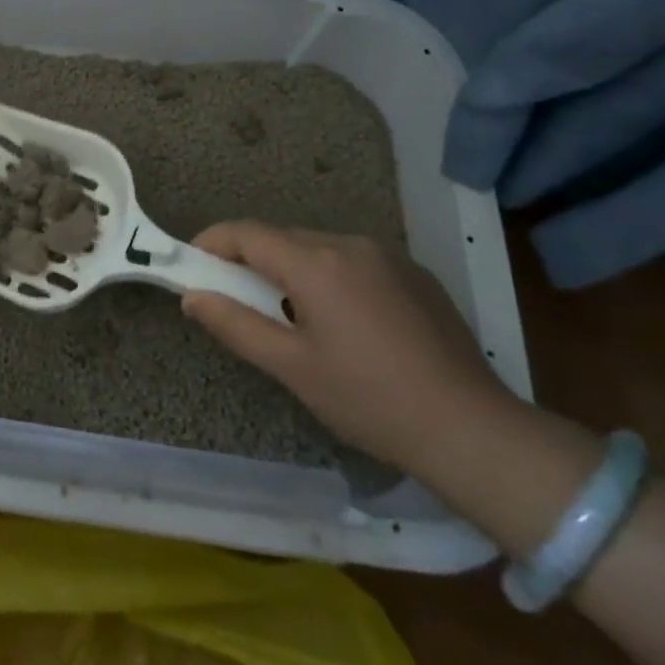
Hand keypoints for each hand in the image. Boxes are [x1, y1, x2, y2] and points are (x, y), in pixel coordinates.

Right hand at [181, 221, 509, 476]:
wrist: (473, 430)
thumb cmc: (370, 400)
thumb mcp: (291, 368)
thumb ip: (234, 325)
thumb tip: (192, 296)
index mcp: (316, 263)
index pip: (247, 233)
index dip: (212, 242)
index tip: (191, 264)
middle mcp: (350, 244)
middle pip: (282, 238)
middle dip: (251, 260)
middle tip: (236, 299)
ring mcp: (388, 256)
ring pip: (318, 248)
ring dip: (291, 269)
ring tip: (291, 317)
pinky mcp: (415, 274)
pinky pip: (353, 261)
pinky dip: (329, 277)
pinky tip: (342, 322)